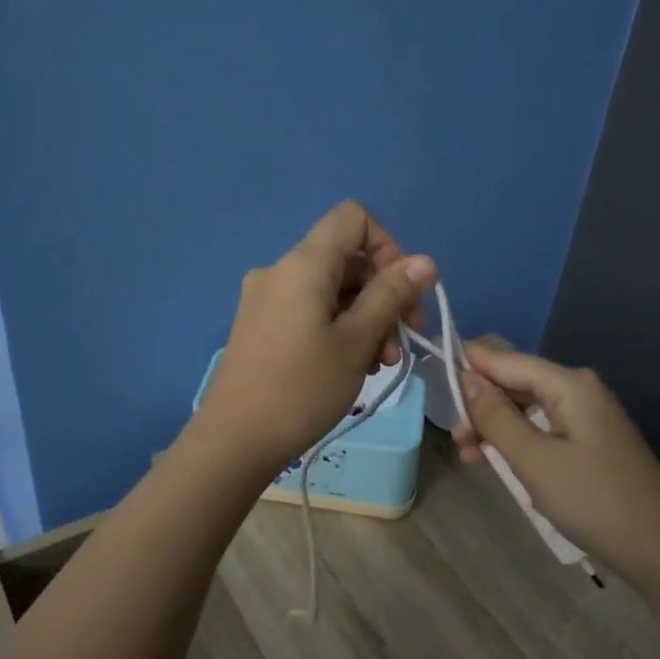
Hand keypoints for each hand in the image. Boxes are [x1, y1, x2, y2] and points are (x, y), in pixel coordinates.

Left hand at [199, 202, 435, 470]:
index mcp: (304, 264)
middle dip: (384, 295)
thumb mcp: (357, 341)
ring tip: (380, 364)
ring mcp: (267, 299)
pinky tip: (352, 366)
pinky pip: (311, 310)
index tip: (403, 292)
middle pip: (347, 259)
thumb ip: (392, 295)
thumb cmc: (301, 388)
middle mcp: (281, 271)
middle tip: (404, 343)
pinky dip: (339, 328)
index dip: (389, 245)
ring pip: (332, 290)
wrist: (234, 440)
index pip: (354, 218)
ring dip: (366, 318)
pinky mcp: (262, 326)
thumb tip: (425, 261)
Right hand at [455, 344, 659, 585]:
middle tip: (455, 438)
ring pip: (527, 408)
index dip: (468, 365)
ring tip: (469, 455)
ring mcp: (587, 416)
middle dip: (481, 404)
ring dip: (495, 427)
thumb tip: (466, 377)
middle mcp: (579, 390)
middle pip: (516, 382)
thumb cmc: (594, 501)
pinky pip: (543, 428)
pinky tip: (497, 462)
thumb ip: (496, 416)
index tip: (432, 377)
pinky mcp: (590, 441)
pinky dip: (518, 442)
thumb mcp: (534, 460)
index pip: (506, 360)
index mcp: (569, 384)